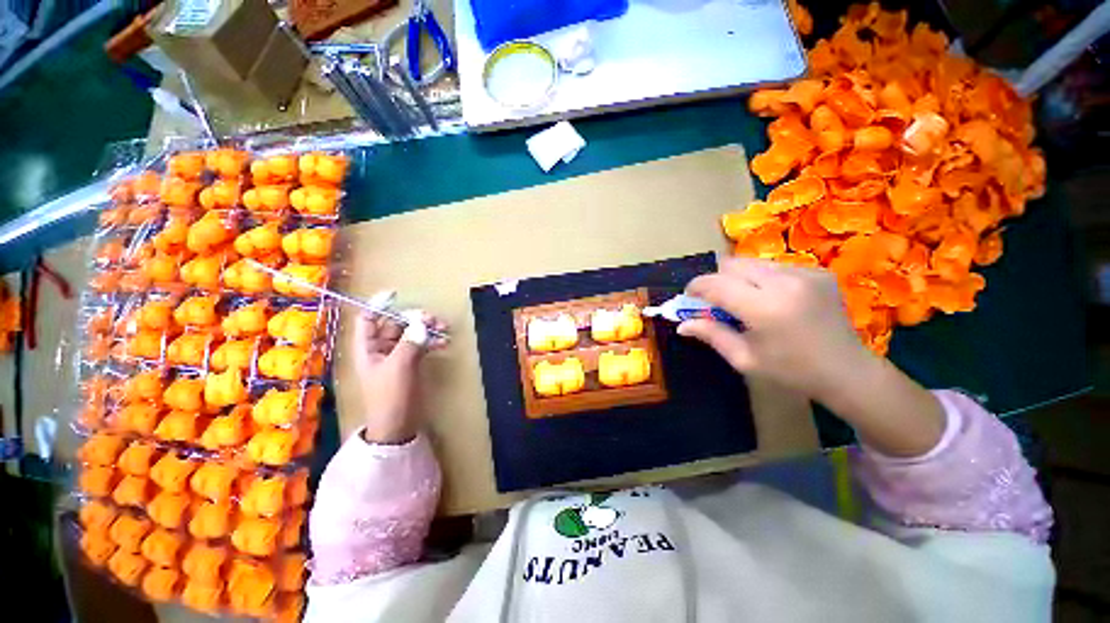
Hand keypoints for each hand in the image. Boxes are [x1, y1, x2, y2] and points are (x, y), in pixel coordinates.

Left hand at [350, 312, 448, 443]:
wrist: (398, 425)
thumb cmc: (391, 396)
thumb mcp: (399, 367)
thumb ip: (410, 342)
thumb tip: (422, 322)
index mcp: (368, 348)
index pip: (369, 319)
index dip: (379, 305)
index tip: (396, 294)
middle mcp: (381, 348)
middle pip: (395, 324)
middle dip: (413, 318)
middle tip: (432, 319)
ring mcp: (398, 356)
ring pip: (411, 334)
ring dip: (426, 329)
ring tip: (443, 328)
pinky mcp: (411, 363)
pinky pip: (421, 345)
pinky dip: (432, 341)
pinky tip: (444, 342)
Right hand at [679, 258, 944, 456]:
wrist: (847, 372)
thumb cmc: (791, 372)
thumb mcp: (744, 359)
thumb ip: (711, 335)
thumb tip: (681, 324)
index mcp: (764, 308)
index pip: (715, 284)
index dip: (695, 288)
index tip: (689, 297)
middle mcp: (784, 282)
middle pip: (731, 264)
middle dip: (716, 279)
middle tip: (715, 301)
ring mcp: (804, 272)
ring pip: (751, 262)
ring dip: (738, 278)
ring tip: (744, 301)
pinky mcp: (817, 271)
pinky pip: (774, 266)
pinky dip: (761, 278)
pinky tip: (770, 299)